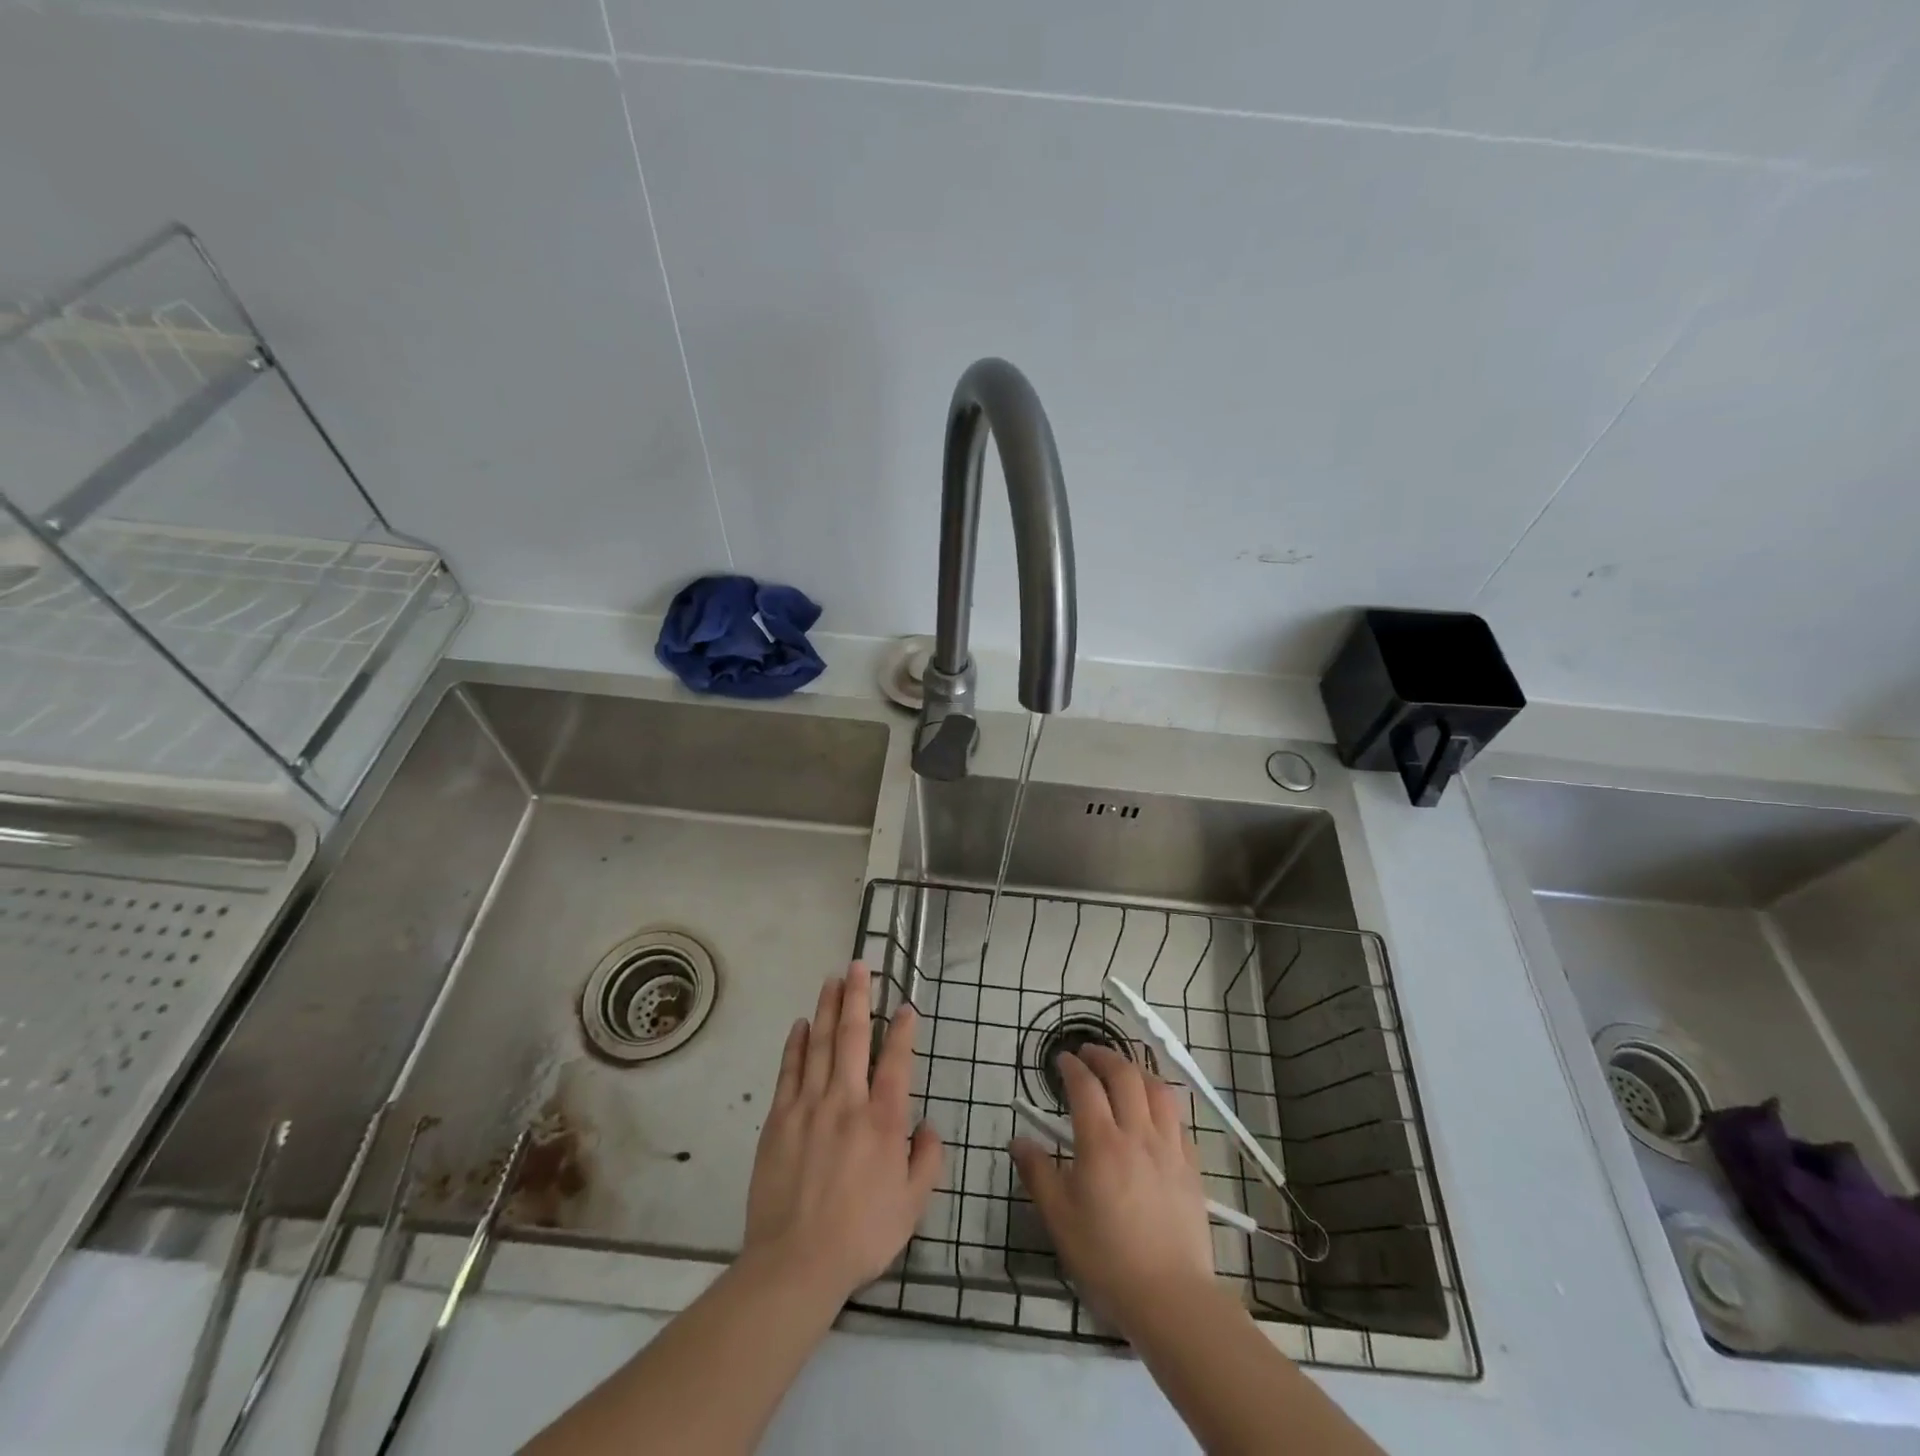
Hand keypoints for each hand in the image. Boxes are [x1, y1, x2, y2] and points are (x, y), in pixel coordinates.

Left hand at [743, 962, 944, 1303]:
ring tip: (832, 979)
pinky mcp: (778, 1119)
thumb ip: (927, 1160)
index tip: (906, 1005)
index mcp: (883, 1119)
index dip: (903, 1029)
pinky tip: (800, 1024)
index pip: (896, 1060)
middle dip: (857, 997)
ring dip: (826, 1008)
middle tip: (859, 965)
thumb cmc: (861, 1234)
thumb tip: (928, 1125)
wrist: (795, 1263)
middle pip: (852, 1036)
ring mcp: (808, 1105)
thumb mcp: (912, 1205)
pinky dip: (795, 1043)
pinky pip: (789, 1070)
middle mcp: (846, 1100)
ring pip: (818, 1043)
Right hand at [1010, 1046, 1216, 1335]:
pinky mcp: (1191, 1165)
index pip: (1085, 1086)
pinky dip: (1161, 1099)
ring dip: (1136, 1069)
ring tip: (1123, 1069)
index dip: (1072, 1067)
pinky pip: (1177, 1117)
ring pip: (1157, 1088)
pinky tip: (1153, 1108)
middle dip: (1104, 1056)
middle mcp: (1137, 1134)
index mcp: (1101, 1144)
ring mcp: (1169, 1147)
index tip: (1061, 1060)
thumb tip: (1018, 1140)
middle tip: (1088, 1053)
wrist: (1170, 1297)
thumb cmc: (1106, 1259)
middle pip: (1124, 1075)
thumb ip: (1038, 1173)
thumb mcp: (1059, 1219)